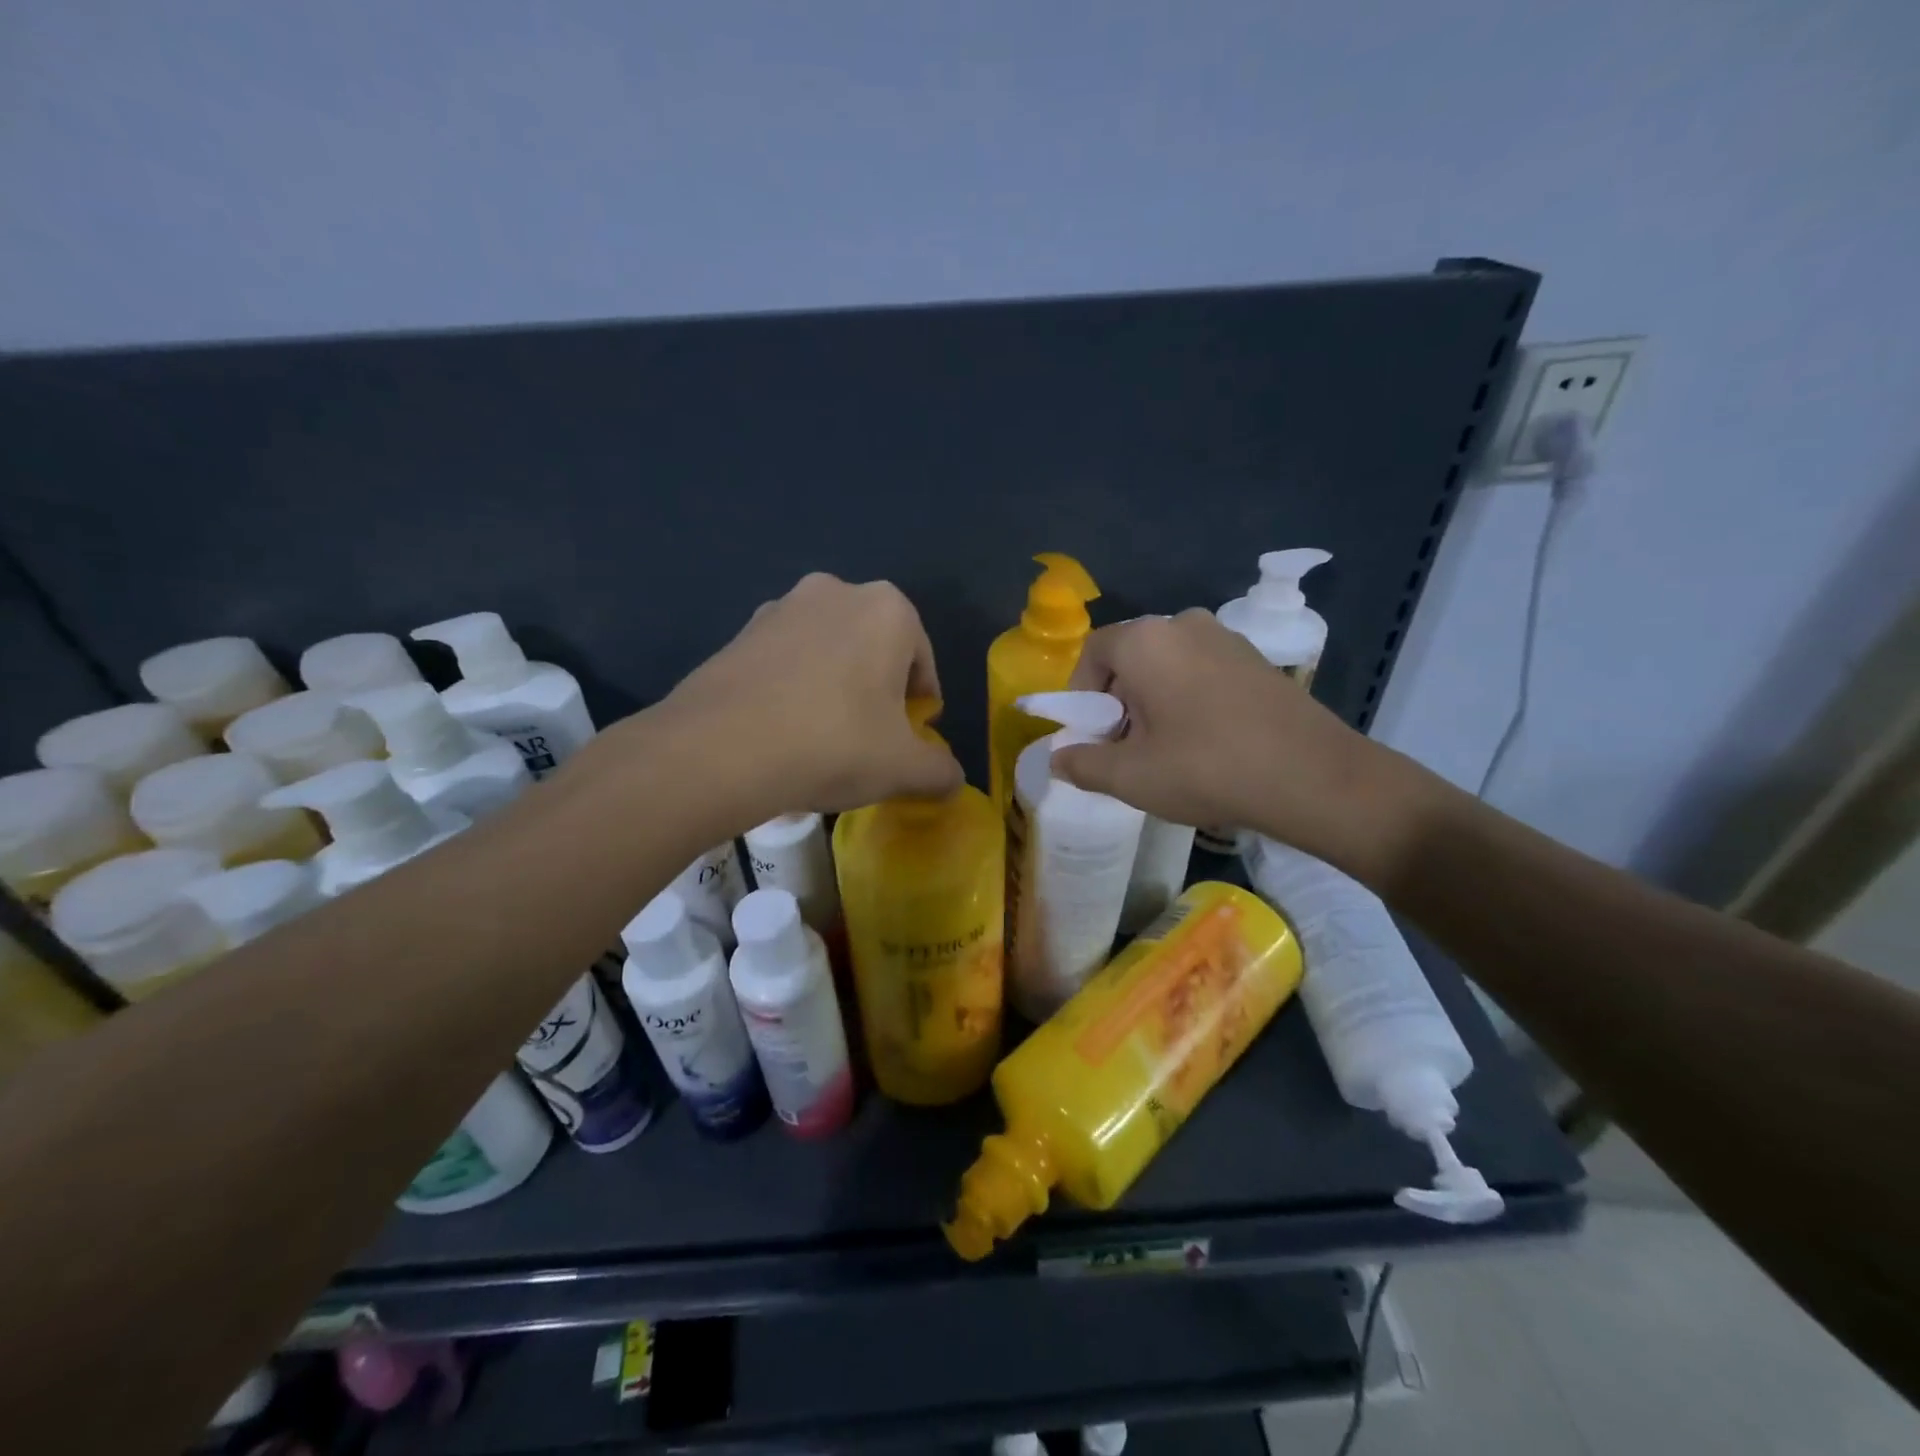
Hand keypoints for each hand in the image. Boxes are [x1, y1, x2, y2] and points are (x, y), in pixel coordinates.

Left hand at [656, 573, 962, 819]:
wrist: (719, 750)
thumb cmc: (833, 745)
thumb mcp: (904, 769)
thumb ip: (940, 772)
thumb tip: (951, 780)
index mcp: (888, 610)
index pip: (922, 660)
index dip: (920, 704)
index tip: (908, 739)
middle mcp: (836, 592)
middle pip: (875, 649)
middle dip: (878, 691)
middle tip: (869, 740)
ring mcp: (780, 607)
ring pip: (827, 652)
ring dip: (835, 687)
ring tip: (823, 738)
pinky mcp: (738, 632)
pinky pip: (784, 661)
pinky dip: (793, 689)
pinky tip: (783, 732)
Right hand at [1051, 611, 1426, 881]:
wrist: (1315, 777)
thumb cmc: (1207, 769)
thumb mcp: (1131, 777)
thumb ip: (1082, 765)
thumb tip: (1057, 759)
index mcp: (1146, 640)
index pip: (1092, 653)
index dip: (1080, 695)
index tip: (1090, 736)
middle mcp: (1184, 624)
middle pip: (1130, 657)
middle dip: (1116, 701)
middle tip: (1124, 747)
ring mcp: (1226, 637)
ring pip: (1166, 664)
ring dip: (1152, 700)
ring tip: (1165, 748)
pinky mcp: (1256, 658)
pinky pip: (1201, 670)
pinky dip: (1187, 697)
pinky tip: (1204, 740)